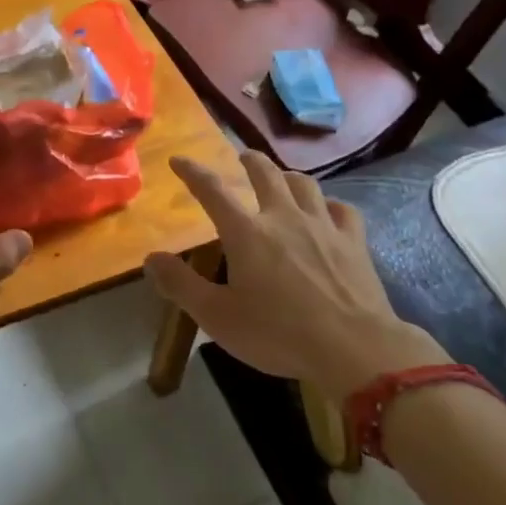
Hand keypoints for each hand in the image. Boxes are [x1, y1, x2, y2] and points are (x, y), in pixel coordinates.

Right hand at [144, 151, 447, 398]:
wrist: (354, 348)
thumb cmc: (278, 333)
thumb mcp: (217, 317)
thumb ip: (181, 285)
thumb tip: (151, 257)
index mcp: (246, 232)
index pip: (212, 190)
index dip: (192, 172)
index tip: (179, 160)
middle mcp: (283, 216)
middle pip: (265, 174)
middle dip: (249, 161)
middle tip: (242, 157)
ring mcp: (323, 225)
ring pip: (304, 184)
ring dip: (288, 176)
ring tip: (282, 178)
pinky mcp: (354, 241)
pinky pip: (342, 209)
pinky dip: (330, 205)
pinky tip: (328, 210)